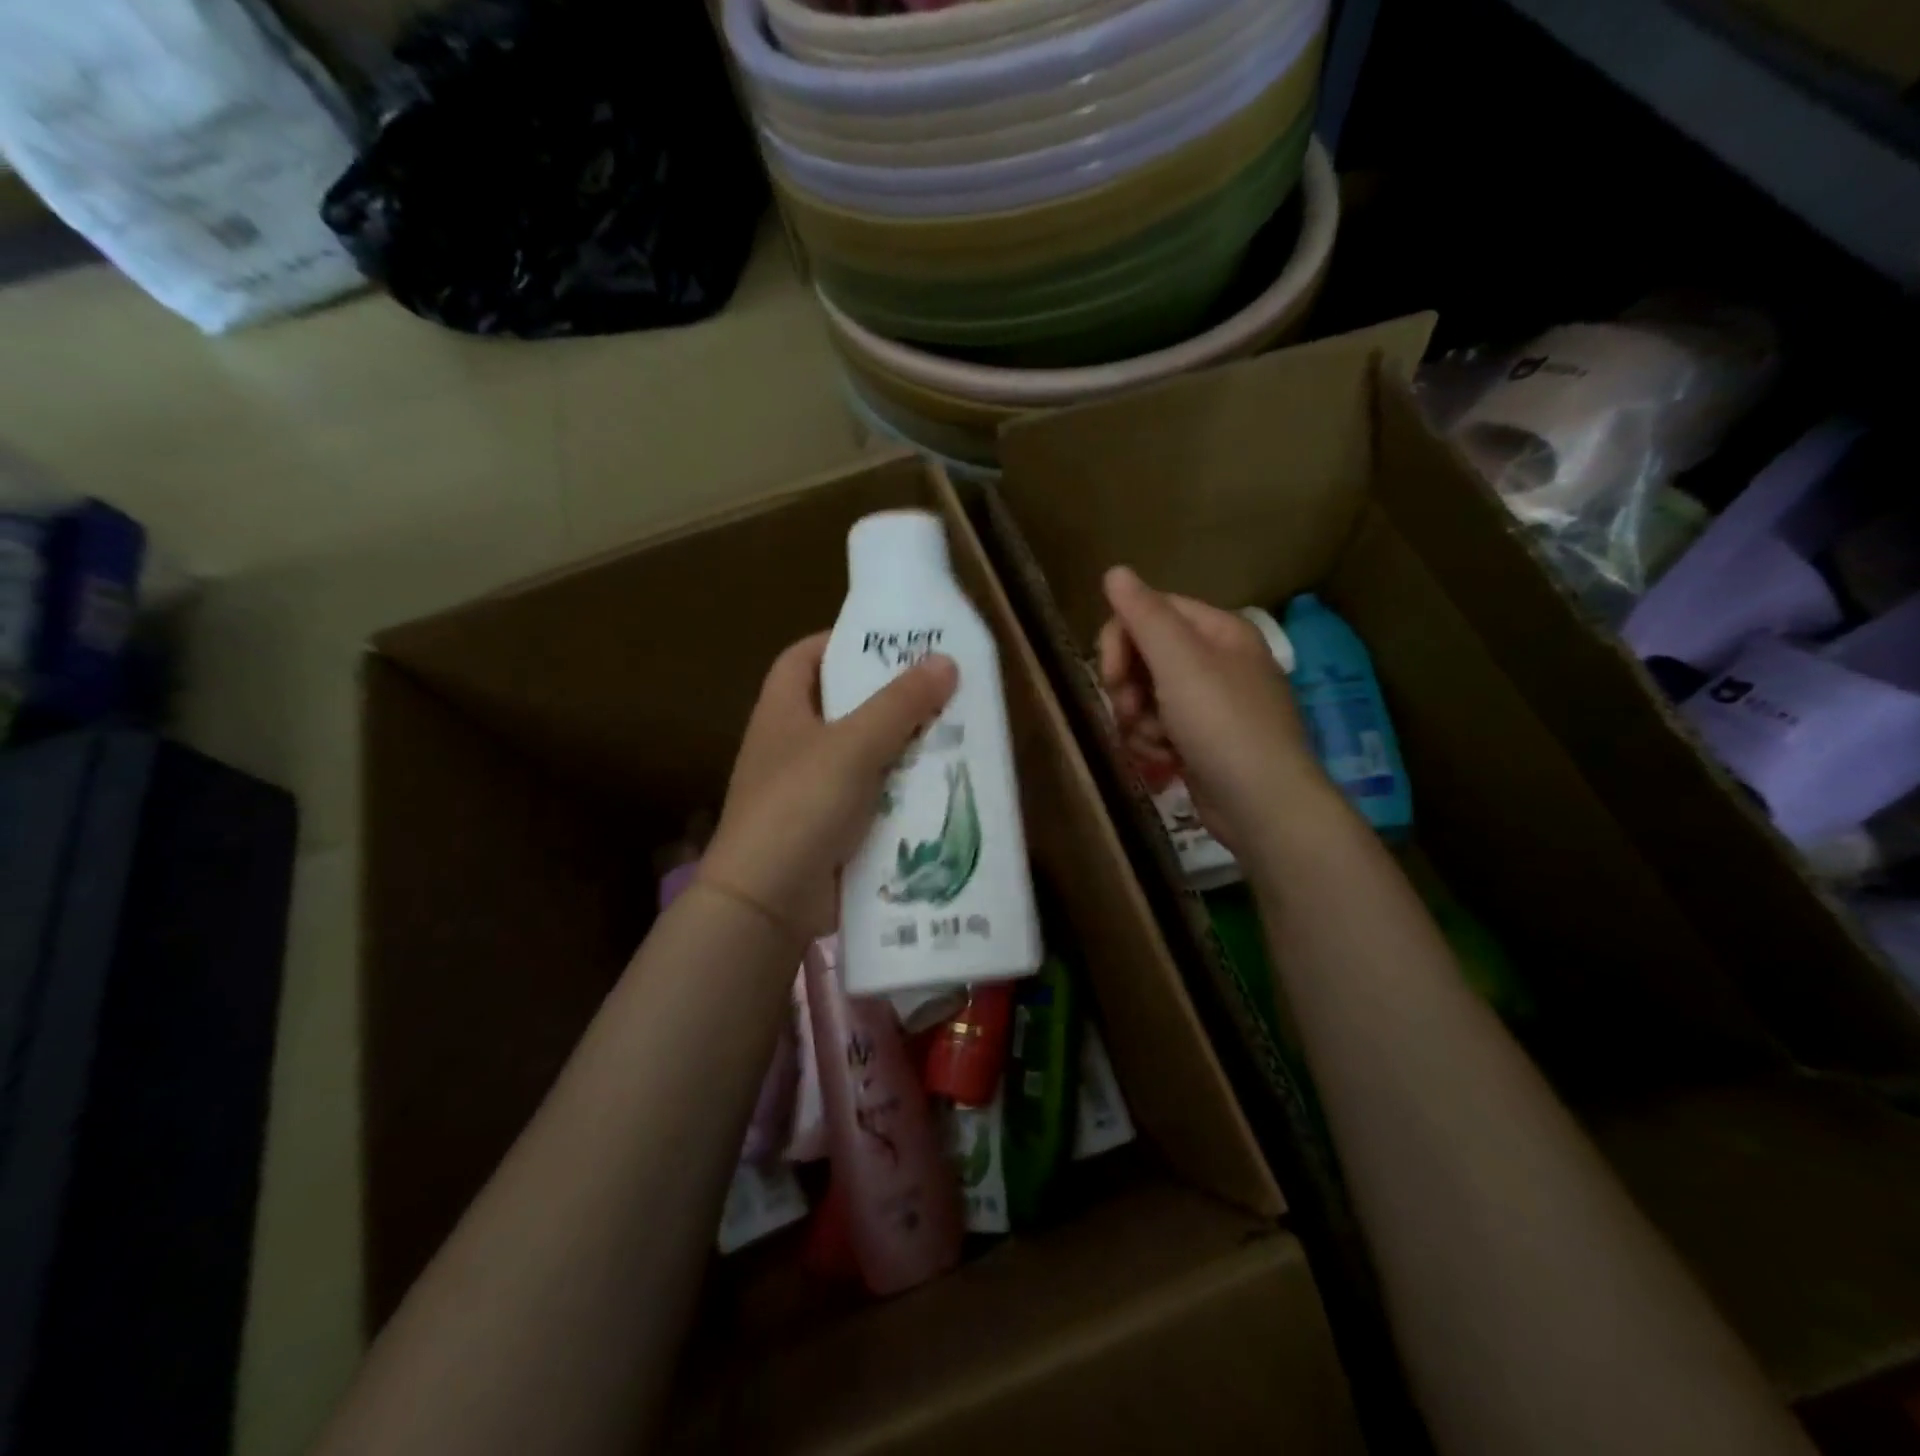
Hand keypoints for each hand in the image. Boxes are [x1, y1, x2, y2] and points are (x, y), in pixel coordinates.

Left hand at [703, 633, 957, 942]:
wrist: (768, 902)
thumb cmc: (801, 805)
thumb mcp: (854, 745)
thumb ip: (900, 704)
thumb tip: (945, 660)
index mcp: (783, 712)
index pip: (803, 657)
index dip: (840, 642)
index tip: (888, 641)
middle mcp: (792, 746)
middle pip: (842, 706)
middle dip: (888, 698)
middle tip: (940, 688)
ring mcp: (809, 790)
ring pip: (863, 755)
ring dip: (902, 747)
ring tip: (952, 733)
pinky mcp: (829, 829)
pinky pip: (871, 798)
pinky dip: (899, 792)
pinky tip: (937, 788)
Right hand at [1097, 567, 1326, 860]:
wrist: (1263, 804)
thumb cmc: (1222, 725)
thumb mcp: (1180, 663)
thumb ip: (1145, 615)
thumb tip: (1115, 571)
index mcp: (1219, 632)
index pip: (1152, 612)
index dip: (1121, 639)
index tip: (1110, 675)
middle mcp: (1217, 661)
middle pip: (1146, 655)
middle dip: (1128, 686)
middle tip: (1129, 712)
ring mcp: (1210, 704)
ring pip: (1146, 696)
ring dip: (1138, 721)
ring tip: (1153, 744)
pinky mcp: (1202, 741)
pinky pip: (1159, 728)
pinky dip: (1153, 743)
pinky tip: (1163, 761)